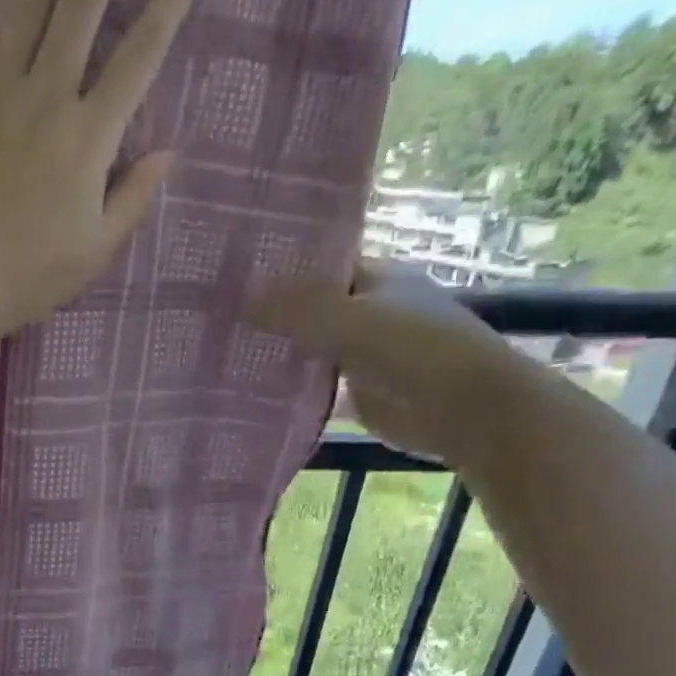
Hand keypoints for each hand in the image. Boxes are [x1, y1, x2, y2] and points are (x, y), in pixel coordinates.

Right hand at [242, 261, 547, 463]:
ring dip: (273, 352)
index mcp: (373, 277)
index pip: (315, 265)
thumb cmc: (417, 351)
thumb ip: (299, 309)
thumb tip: (240, 295)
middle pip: (306, 308)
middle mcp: (365, 310)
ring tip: (218, 352)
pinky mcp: (355, 392)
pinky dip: (286, 387)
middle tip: (211, 319)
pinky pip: (312, 384)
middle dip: (267, 314)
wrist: (464, 410)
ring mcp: (359, 353)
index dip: (276, 269)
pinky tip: (247, 390)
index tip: (228, 278)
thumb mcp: (353, 322)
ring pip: (307, 347)